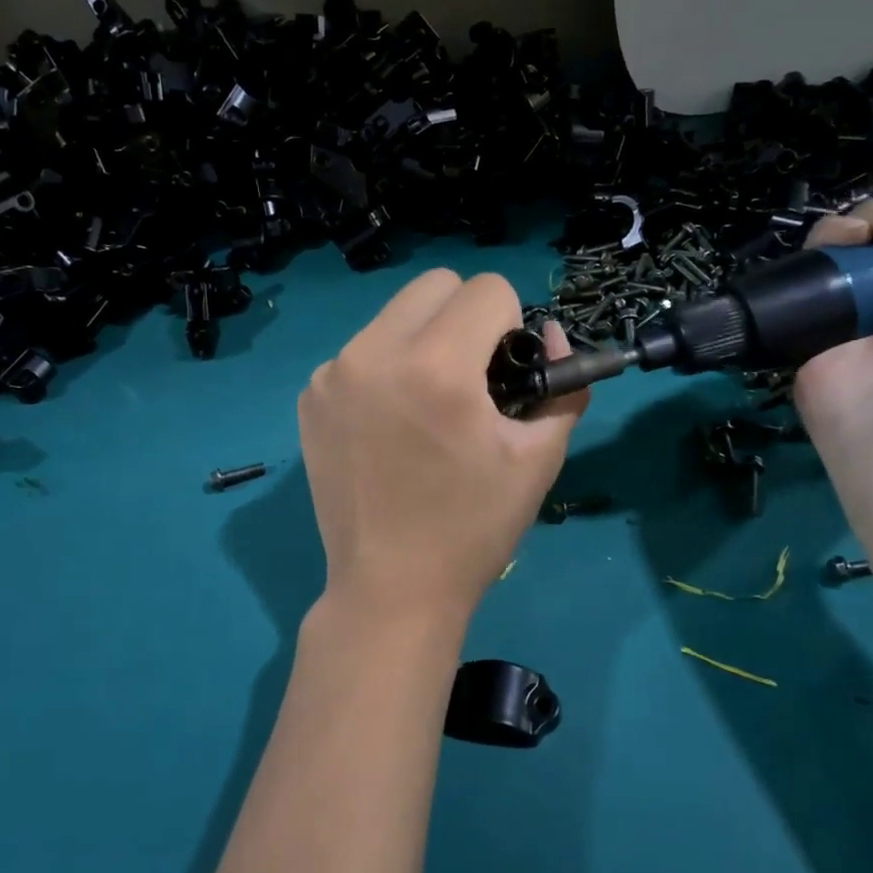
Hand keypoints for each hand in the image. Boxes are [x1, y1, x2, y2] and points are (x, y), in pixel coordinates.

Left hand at [297, 269, 588, 629]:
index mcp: (437, 367)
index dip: (512, 325)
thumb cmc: (474, 526)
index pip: (488, 289)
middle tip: (471, 378)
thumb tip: (553, 335)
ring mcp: (333, 373)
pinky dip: (386, 367)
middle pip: (435, 285)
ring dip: (424, 339)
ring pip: (395, 314)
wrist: (391, 587)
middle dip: (466, 317)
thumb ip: (563, 384)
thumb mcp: (539, 457)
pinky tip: (391, 423)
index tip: (505, 373)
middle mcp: (374, 353)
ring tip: (428, 404)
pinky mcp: (310, 396)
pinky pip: (362, 350)